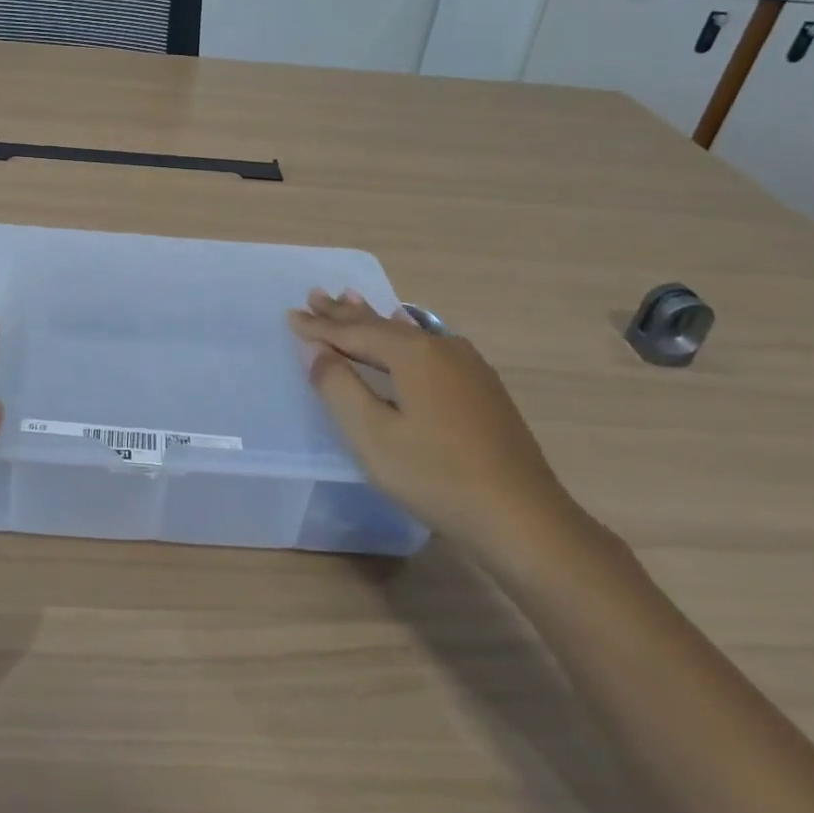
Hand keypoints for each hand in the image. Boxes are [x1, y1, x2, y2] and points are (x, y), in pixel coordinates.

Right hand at [288, 290, 582, 565]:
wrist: (523, 518)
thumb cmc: (436, 476)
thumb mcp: (373, 435)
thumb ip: (339, 387)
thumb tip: (317, 351)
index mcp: (413, 354)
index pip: (354, 334)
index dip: (319, 327)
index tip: (290, 315)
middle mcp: (442, 348)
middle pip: (381, 326)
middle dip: (345, 313)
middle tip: (316, 294)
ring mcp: (468, 367)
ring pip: (408, 334)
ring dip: (374, 319)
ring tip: (352, 298)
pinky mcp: (483, 388)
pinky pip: (430, 346)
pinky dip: (404, 334)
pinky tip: (409, 330)